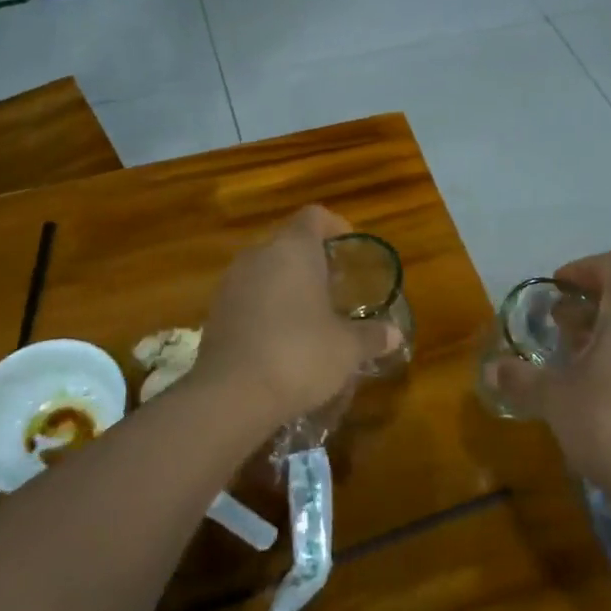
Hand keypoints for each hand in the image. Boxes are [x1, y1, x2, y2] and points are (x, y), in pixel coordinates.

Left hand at [190, 206, 397, 436]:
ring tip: (310, 314)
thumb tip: (395, 334)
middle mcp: (259, 255)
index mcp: (293, 249)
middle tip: (336, 286)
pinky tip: (281, 338)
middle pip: (288, 242)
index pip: (314, 216)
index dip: (335, 226)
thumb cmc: (299, 355)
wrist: (230, 394)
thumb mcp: (346, 349)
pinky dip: (265, 307)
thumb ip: (371, 336)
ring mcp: (231, 282)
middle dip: (312, 260)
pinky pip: (247, 296)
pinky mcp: (215, 311)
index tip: (350, 248)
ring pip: (265, 269)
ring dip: (287, 284)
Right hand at [488, 253, 610, 504]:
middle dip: (587, 307)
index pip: (609, 266)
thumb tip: (490, 369)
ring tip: (574, 360)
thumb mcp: (554, 397)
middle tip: (557, 329)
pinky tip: (601, 386)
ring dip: (605, 332)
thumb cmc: (609, 424)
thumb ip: (520, 377)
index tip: (555, 288)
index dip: (579, 270)